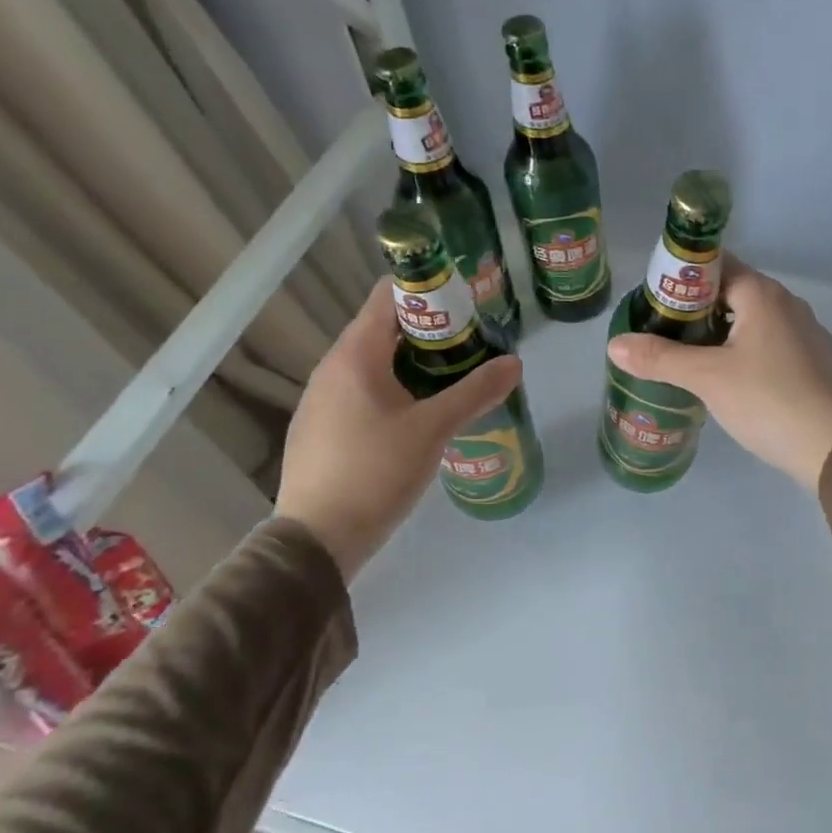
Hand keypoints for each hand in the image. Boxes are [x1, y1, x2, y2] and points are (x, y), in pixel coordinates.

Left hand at [276, 282, 521, 578]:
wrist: (316, 541)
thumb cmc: (375, 472)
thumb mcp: (433, 430)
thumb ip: (475, 392)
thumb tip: (515, 363)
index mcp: (355, 355)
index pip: (389, 295)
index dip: (430, 291)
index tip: (468, 305)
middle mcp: (332, 367)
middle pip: (386, 328)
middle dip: (432, 332)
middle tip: (474, 346)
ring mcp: (322, 399)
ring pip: (376, 363)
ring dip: (415, 363)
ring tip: (455, 379)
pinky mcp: (322, 428)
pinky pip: (363, 391)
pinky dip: (395, 389)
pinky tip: (421, 416)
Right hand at [607, 256, 831, 491]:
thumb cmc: (767, 400)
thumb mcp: (706, 378)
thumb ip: (659, 359)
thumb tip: (614, 344)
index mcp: (763, 295)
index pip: (716, 265)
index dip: (682, 278)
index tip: (655, 302)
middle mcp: (788, 304)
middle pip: (733, 292)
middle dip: (697, 308)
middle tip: (664, 333)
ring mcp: (806, 332)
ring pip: (753, 320)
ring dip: (722, 332)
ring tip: (690, 357)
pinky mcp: (815, 361)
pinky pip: (771, 343)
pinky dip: (747, 350)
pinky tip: (731, 379)